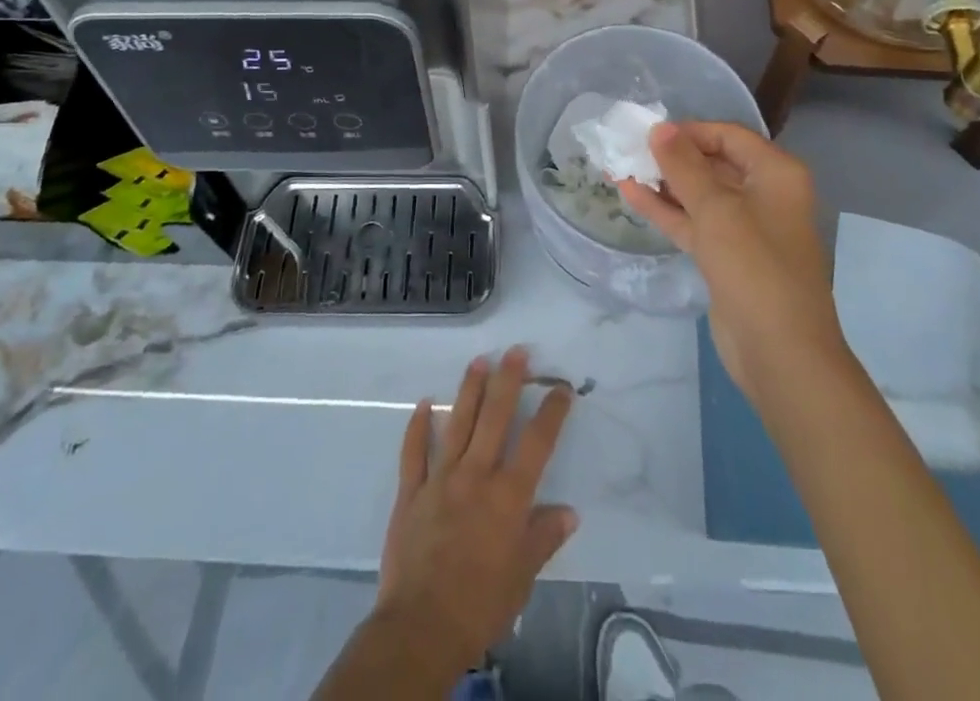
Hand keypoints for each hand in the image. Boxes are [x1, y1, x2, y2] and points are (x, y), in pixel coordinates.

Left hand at [372, 347, 578, 677]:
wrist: (421, 628)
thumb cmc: (480, 605)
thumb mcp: (522, 577)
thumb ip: (543, 538)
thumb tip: (569, 512)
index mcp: (508, 496)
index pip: (537, 443)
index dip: (551, 412)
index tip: (561, 387)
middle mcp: (475, 476)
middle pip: (495, 418)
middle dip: (508, 381)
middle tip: (516, 351)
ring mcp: (440, 479)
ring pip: (456, 424)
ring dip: (469, 390)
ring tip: (478, 361)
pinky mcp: (410, 492)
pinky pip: (413, 452)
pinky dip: (417, 427)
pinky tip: (422, 404)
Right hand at [620, 122, 843, 400]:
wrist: (780, 352)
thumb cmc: (754, 266)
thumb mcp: (716, 209)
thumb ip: (684, 166)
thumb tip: (659, 128)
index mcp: (776, 173)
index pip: (728, 136)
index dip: (689, 131)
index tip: (649, 133)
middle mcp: (765, 194)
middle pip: (713, 163)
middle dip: (672, 156)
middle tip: (629, 148)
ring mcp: (746, 228)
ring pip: (700, 195)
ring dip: (664, 183)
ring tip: (621, 167)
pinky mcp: (727, 257)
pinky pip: (694, 223)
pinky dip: (666, 210)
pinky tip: (631, 195)